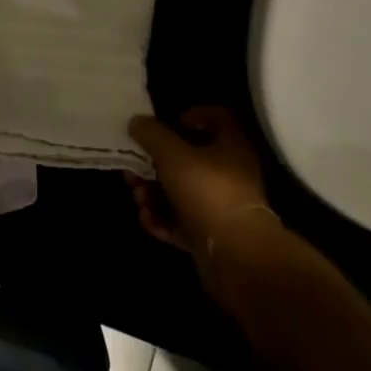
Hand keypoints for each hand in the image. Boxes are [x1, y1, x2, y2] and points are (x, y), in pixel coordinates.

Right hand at [126, 106, 280, 274]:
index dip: (193, 115)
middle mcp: (229, 174)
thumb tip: (136, 121)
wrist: (236, 256)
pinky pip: (181, 221)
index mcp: (231, 146)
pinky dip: (162, 219)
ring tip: (138, 198)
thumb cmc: (208, 191)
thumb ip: (152, 134)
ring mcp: (220, 207)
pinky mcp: (210, 235)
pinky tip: (148, 220)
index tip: (170, 123)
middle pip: (189, 159)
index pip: (218, 118)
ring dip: (154, 193)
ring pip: (180, 192)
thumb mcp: (172, 154)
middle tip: (134, 168)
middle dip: (156, 163)